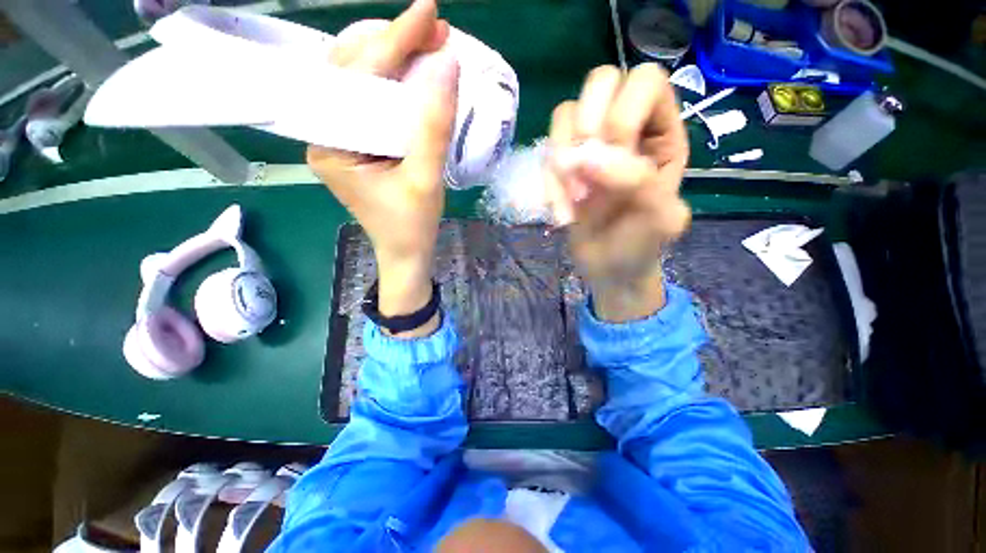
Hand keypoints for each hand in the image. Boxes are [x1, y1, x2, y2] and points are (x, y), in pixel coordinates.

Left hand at [307, 0, 457, 333]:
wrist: (406, 252)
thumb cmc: (412, 226)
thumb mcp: (425, 180)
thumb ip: (433, 127)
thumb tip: (448, 66)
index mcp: (328, 143)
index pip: (357, 78)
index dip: (395, 42)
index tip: (428, 11)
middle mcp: (324, 132)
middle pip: (352, 69)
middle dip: (394, 42)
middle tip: (434, 25)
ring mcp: (340, 135)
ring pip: (360, 79)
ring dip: (395, 56)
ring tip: (429, 41)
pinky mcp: (357, 141)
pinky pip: (371, 98)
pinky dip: (395, 79)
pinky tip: (417, 70)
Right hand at [546, 64, 690, 321]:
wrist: (608, 267)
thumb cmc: (640, 245)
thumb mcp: (659, 220)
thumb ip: (638, 182)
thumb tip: (587, 155)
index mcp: (661, 135)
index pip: (646, 82)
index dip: (623, 114)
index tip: (611, 160)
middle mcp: (625, 130)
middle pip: (601, 80)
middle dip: (587, 126)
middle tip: (585, 171)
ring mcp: (589, 146)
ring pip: (565, 114)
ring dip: (561, 159)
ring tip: (573, 201)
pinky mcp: (563, 165)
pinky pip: (546, 151)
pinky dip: (547, 181)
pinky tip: (560, 210)